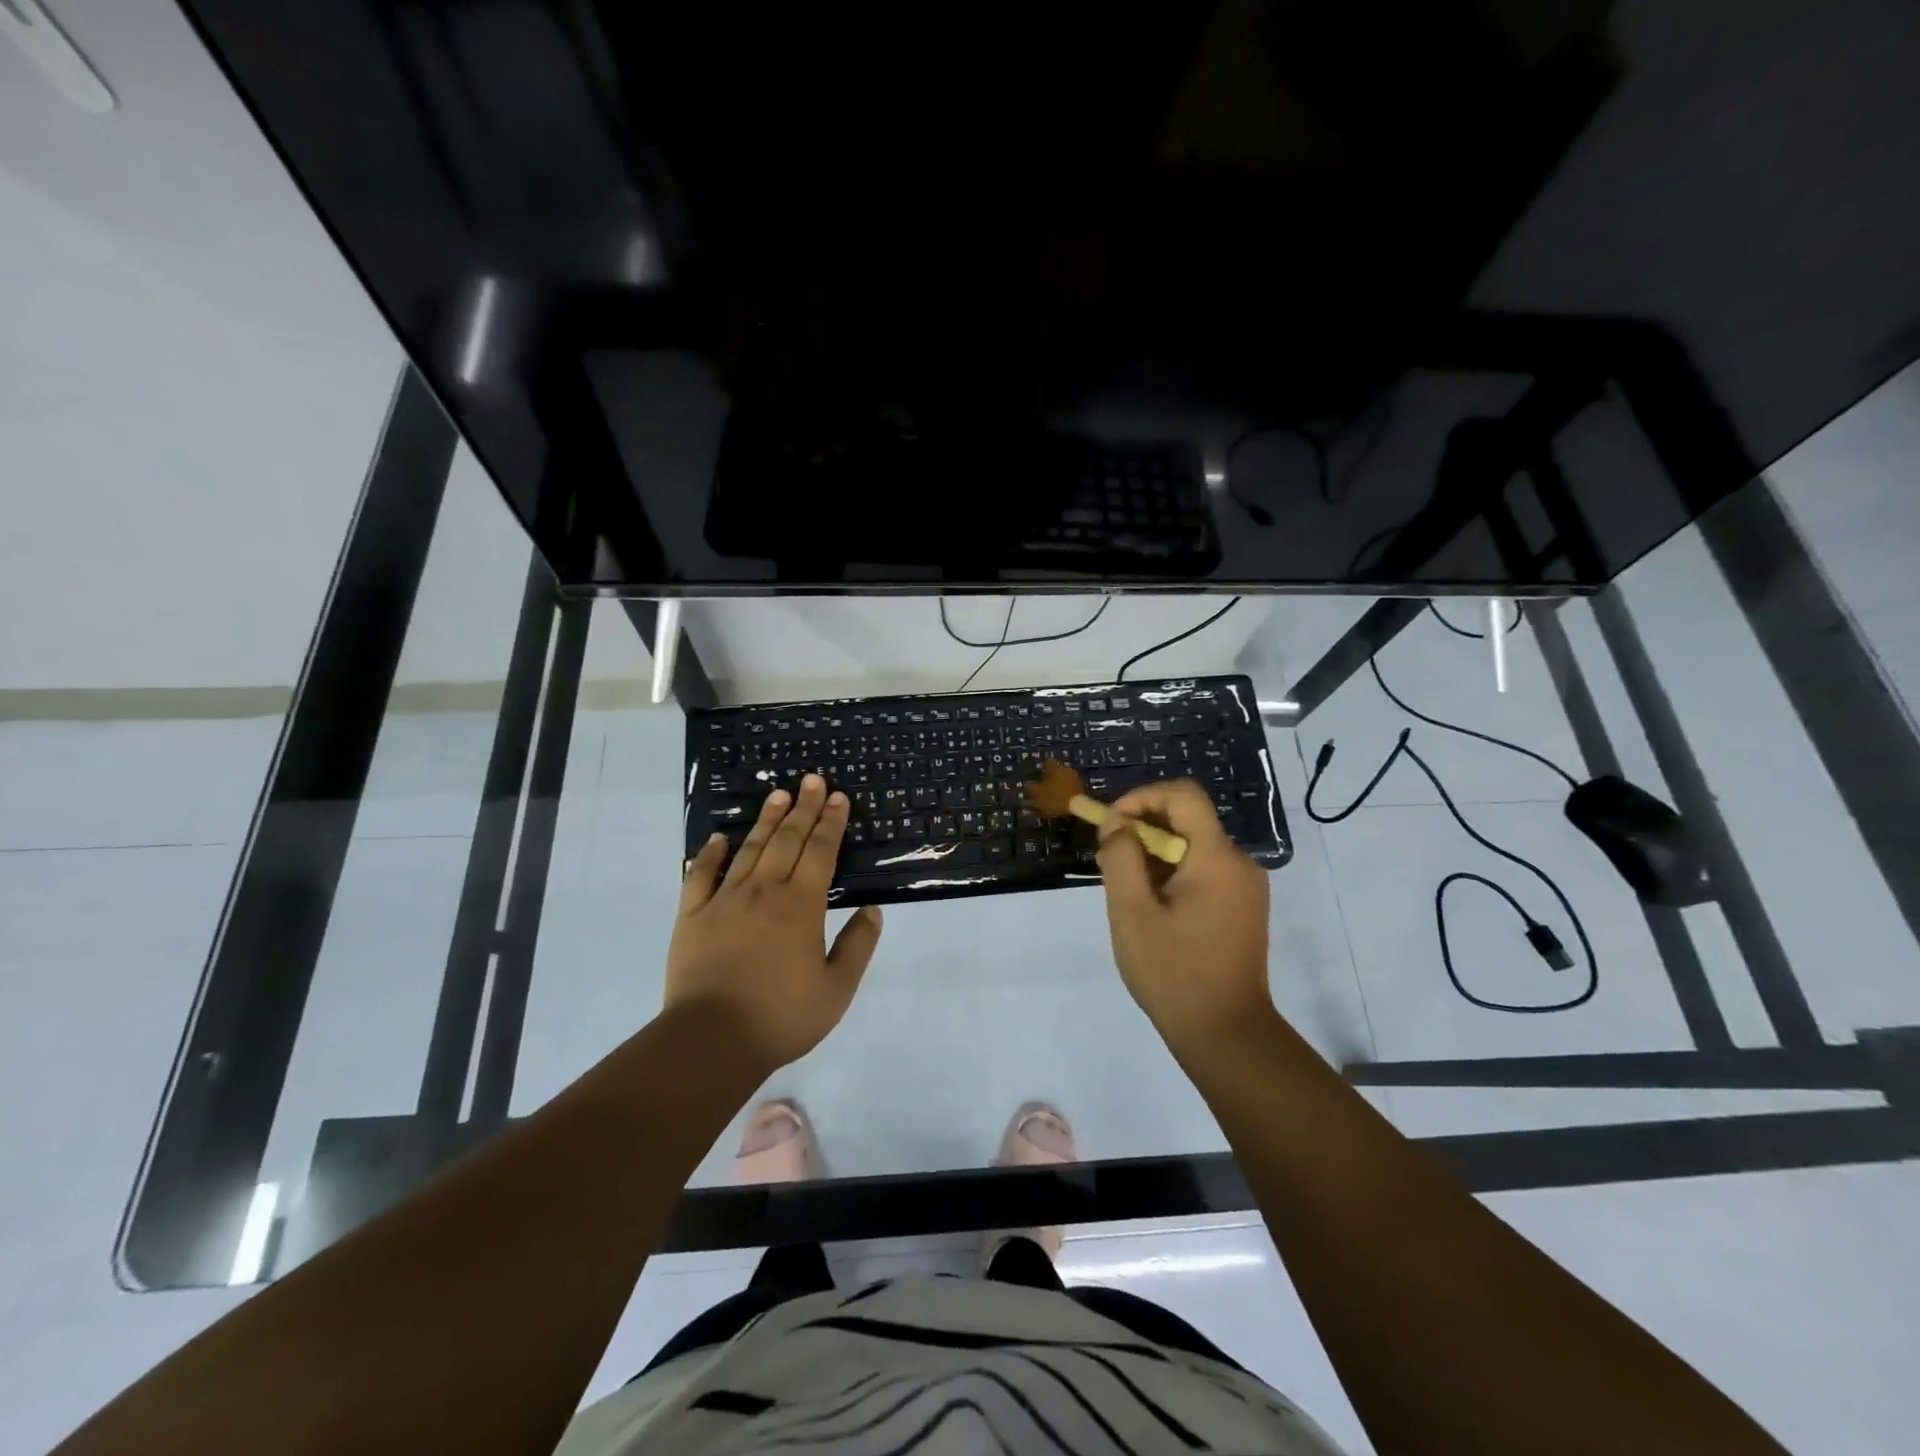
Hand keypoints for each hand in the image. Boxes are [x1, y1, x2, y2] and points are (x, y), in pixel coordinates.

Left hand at [667, 775, 883, 1072]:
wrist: (711, 1041)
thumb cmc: (781, 1017)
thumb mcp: (836, 990)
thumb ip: (857, 946)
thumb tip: (873, 910)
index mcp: (801, 906)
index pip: (821, 852)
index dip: (831, 823)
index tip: (839, 797)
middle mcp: (764, 892)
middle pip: (787, 840)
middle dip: (804, 808)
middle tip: (812, 780)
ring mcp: (724, 900)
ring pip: (749, 850)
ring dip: (766, 820)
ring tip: (778, 794)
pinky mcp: (692, 916)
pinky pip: (700, 876)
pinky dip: (709, 854)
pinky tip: (718, 838)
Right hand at [1095, 778, 1274, 1056]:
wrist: (1227, 1034)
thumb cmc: (1174, 972)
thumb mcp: (1131, 913)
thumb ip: (1120, 858)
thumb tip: (1117, 823)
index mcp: (1217, 858)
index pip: (1183, 795)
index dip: (1142, 797)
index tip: (1111, 825)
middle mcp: (1240, 863)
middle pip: (1187, 821)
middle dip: (1143, 831)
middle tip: (1110, 863)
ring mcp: (1246, 888)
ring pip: (1193, 848)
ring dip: (1155, 857)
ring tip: (1128, 895)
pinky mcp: (1245, 908)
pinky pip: (1204, 872)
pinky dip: (1173, 876)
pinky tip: (1154, 912)